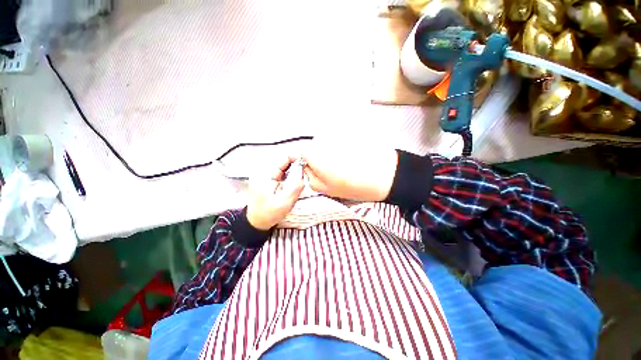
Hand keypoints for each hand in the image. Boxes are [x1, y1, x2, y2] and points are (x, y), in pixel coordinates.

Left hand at [246, 156, 304, 229]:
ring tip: (301, 179)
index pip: (283, 158)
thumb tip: (303, 170)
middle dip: (297, 166)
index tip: (308, 164)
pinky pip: (283, 172)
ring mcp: (267, 174)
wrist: (257, 221)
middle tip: (306, 174)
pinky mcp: (270, 178)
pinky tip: (295, 182)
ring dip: (295, 170)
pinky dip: (291, 175)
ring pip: (285, 166)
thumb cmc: (269, 214)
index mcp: (266, 175)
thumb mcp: (284, 203)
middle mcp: (265, 171)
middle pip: (285, 161)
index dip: (297, 158)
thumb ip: (295, 187)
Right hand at [302, 141, 397, 201]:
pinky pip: (342, 137)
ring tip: (348, 162)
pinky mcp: (352, 130)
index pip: (303, 152)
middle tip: (335, 169)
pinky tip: (355, 155)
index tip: (318, 170)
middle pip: (316, 145)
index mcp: (316, 153)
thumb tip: (307, 168)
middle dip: (321, 156)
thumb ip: (310, 178)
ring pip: (329, 141)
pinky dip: (345, 145)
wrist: (385, 175)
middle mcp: (325, 138)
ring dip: (334, 150)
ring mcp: (339, 132)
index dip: (309, 162)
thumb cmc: (355, 185)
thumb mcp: (326, 189)